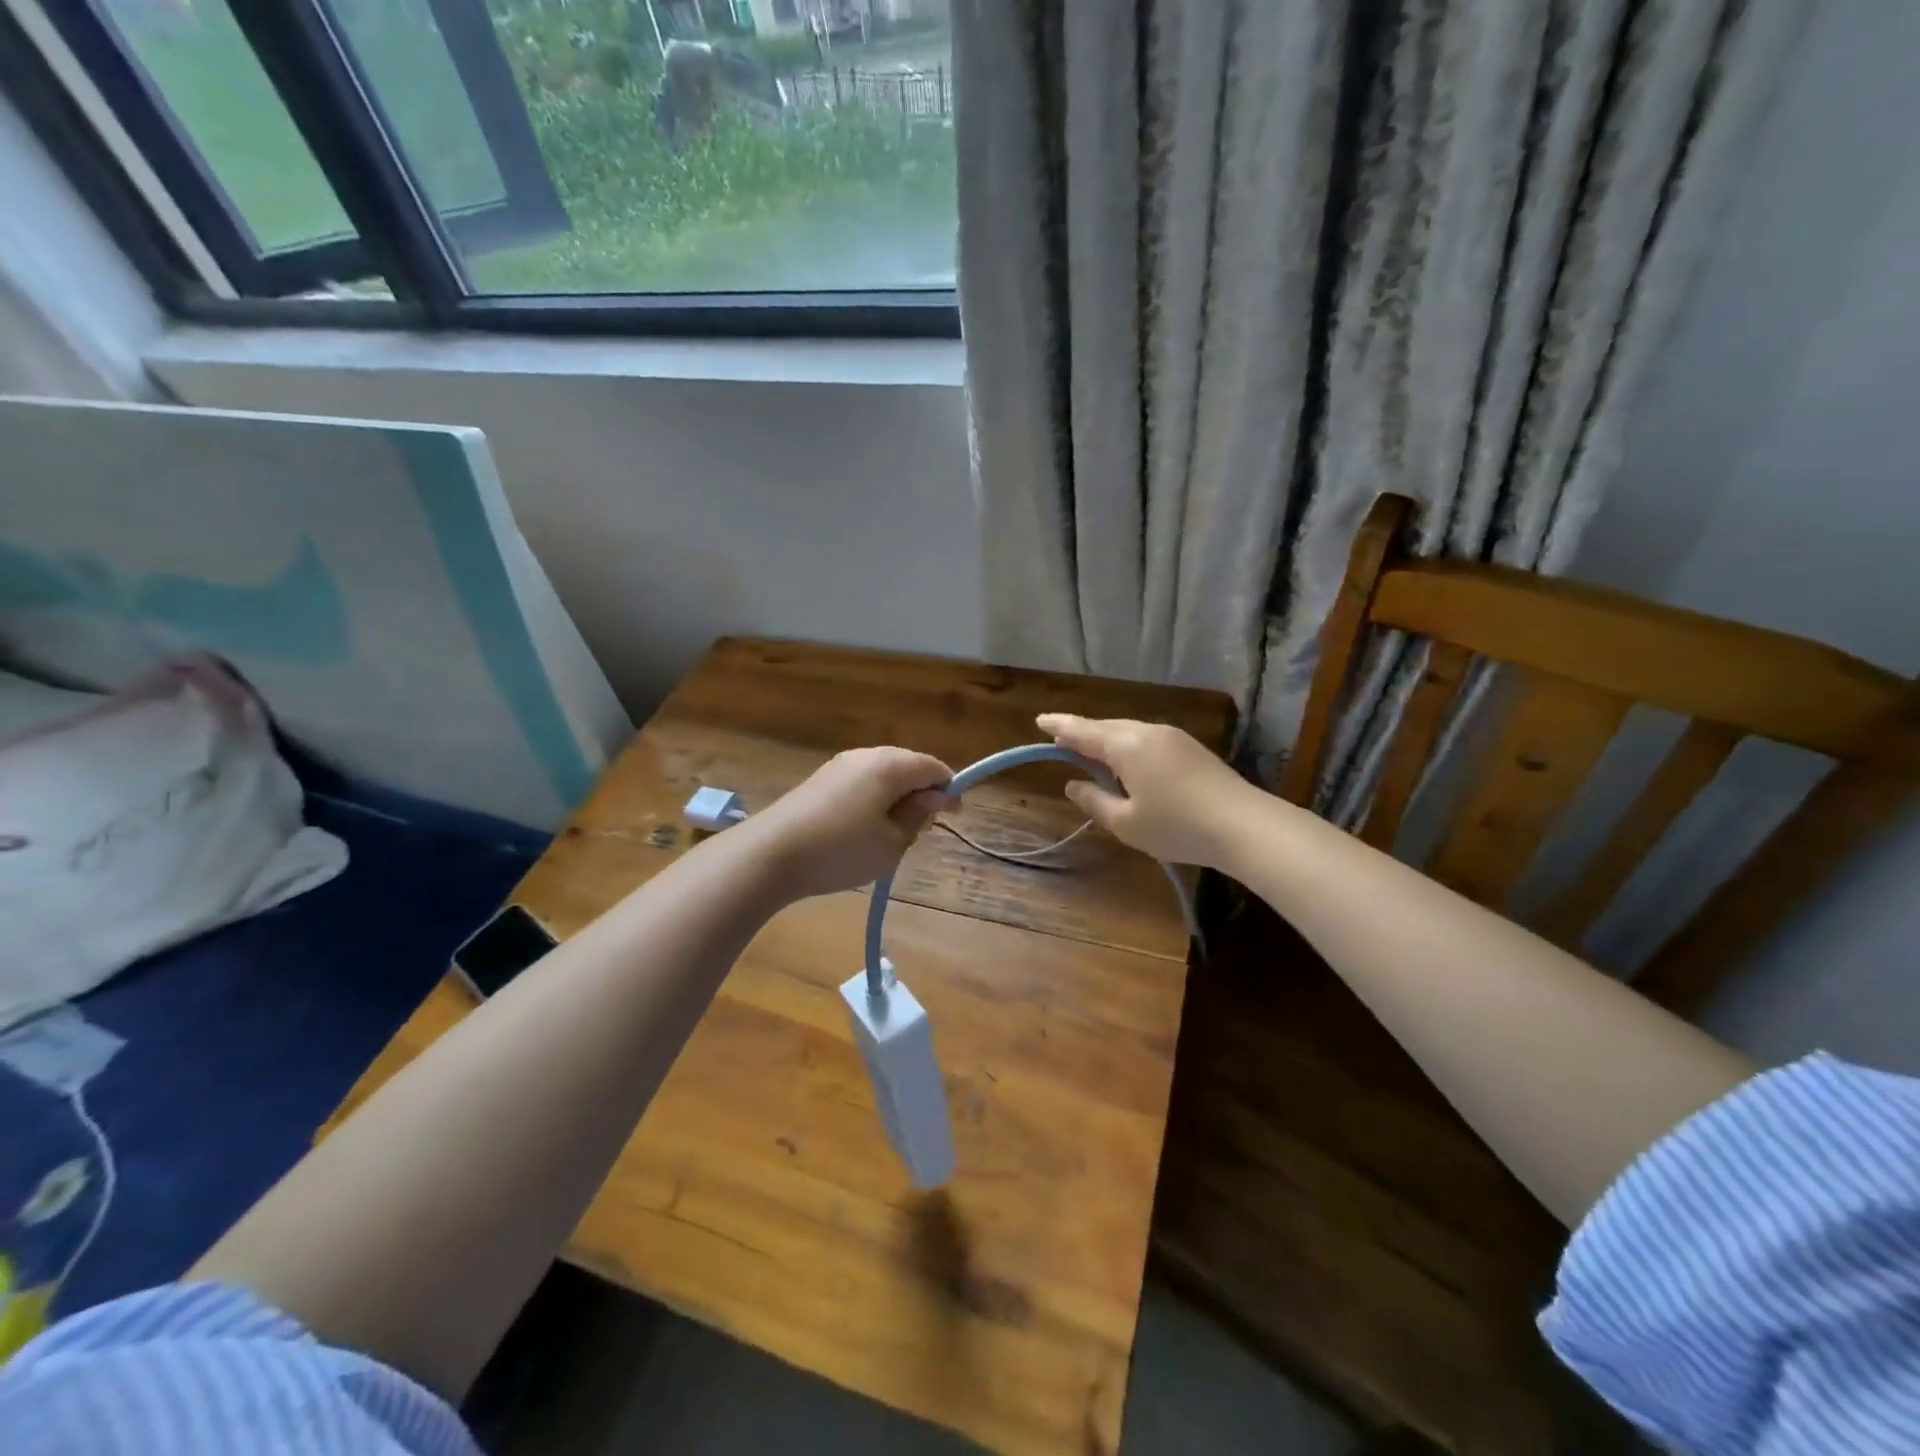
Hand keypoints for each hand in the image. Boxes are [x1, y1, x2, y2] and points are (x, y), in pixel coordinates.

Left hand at [747, 748, 955, 900]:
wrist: (771, 854)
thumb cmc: (842, 850)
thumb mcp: (892, 843)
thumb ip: (918, 817)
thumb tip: (933, 797)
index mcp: (891, 765)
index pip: (933, 767)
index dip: (949, 789)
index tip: (953, 816)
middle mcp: (867, 755)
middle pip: (908, 765)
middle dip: (922, 791)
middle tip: (923, 828)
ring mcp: (840, 764)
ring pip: (883, 774)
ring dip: (896, 796)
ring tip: (892, 832)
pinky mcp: (821, 779)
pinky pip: (861, 781)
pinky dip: (873, 798)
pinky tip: (864, 827)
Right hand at [1036, 714, 1253, 868]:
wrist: (1244, 825)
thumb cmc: (1177, 826)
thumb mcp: (1126, 823)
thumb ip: (1095, 801)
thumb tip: (1074, 785)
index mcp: (1126, 746)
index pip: (1083, 731)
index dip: (1060, 726)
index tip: (1040, 720)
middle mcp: (1148, 732)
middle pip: (1106, 728)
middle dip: (1082, 733)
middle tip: (1061, 741)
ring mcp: (1173, 737)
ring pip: (1129, 732)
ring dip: (1107, 741)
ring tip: (1091, 754)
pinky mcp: (1191, 748)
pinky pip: (1147, 739)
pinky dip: (1128, 747)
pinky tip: (1128, 764)